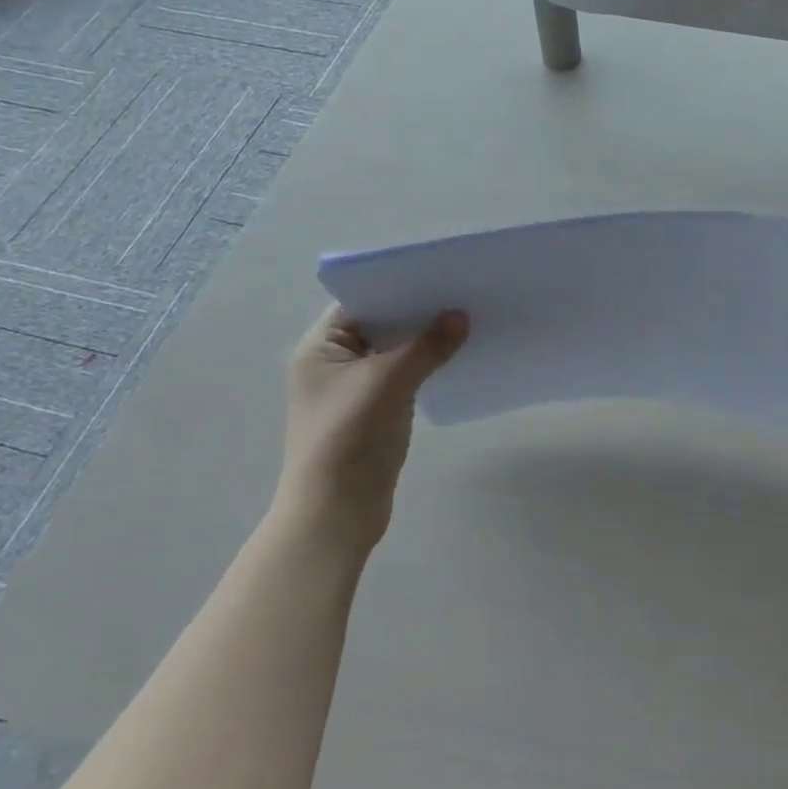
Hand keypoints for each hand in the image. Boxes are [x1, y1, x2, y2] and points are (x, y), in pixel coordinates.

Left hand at [277, 304, 467, 554]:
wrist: (336, 513)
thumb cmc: (349, 437)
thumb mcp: (389, 382)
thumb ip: (426, 347)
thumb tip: (461, 317)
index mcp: (320, 348)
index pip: (361, 302)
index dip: (398, 288)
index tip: (438, 275)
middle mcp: (333, 363)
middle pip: (380, 325)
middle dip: (418, 313)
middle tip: (461, 294)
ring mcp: (354, 389)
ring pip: (395, 351)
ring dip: (425, 340)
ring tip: (467, 319)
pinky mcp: (374, 411)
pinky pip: (403, 376)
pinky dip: (426, 365)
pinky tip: (456, 356)